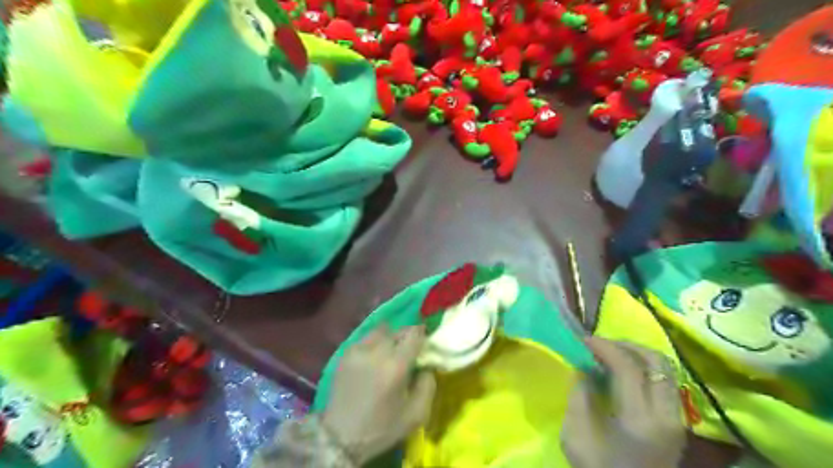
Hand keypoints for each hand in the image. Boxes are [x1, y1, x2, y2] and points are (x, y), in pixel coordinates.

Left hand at [320, 326, 436, 464]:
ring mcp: (359, 350)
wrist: (341, 437)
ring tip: (388, 354)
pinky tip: (372, 361)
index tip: (424, 343)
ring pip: (380, 331)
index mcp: (397, 365)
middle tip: (407, 351)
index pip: (414, 334)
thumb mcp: (416, 414)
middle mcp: (377, 351)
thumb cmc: (382, 427)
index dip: (422, 334)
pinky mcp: (345, 354)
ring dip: (389, 338)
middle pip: (398, 330)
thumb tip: (427, 366)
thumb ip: (428, 385)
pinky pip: (365, 340)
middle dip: (406, 337)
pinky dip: (373, 345)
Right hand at [562, 338, 687, 467]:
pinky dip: (645, 368)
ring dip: (638, 354)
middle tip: (600, 343)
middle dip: (626, 344)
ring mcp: (676, 419)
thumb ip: (578, 397)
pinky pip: (665, 381)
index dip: (605, 347)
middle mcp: (666, 415)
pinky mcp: (676, 422)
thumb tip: (583, 371)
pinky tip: (624, 371)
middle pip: (657, 362)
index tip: (584, 340)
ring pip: (666, 369)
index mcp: (640, 420)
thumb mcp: (576, 437)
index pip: (629, 367)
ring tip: (611, 353)